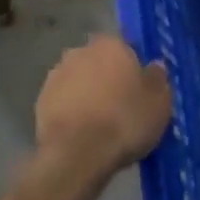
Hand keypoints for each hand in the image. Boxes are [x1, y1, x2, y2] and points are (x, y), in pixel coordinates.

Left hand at [35, 35, 172, 180]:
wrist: (77, 155)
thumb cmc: (125, 121)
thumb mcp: (159, 102)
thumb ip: (158, 78)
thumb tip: (154, 67)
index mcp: (111, 45)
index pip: (127, 48)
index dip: (135, 68)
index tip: (141, 89)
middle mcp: (80, 51)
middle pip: (100, 62)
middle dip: (109, 78)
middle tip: (123, 105)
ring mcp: (56, 76)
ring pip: (80, 81)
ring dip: (89, 94)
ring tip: (102, 123)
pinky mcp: (40, 101)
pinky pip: (64, 101)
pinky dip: (72, 111)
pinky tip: (83, 132)